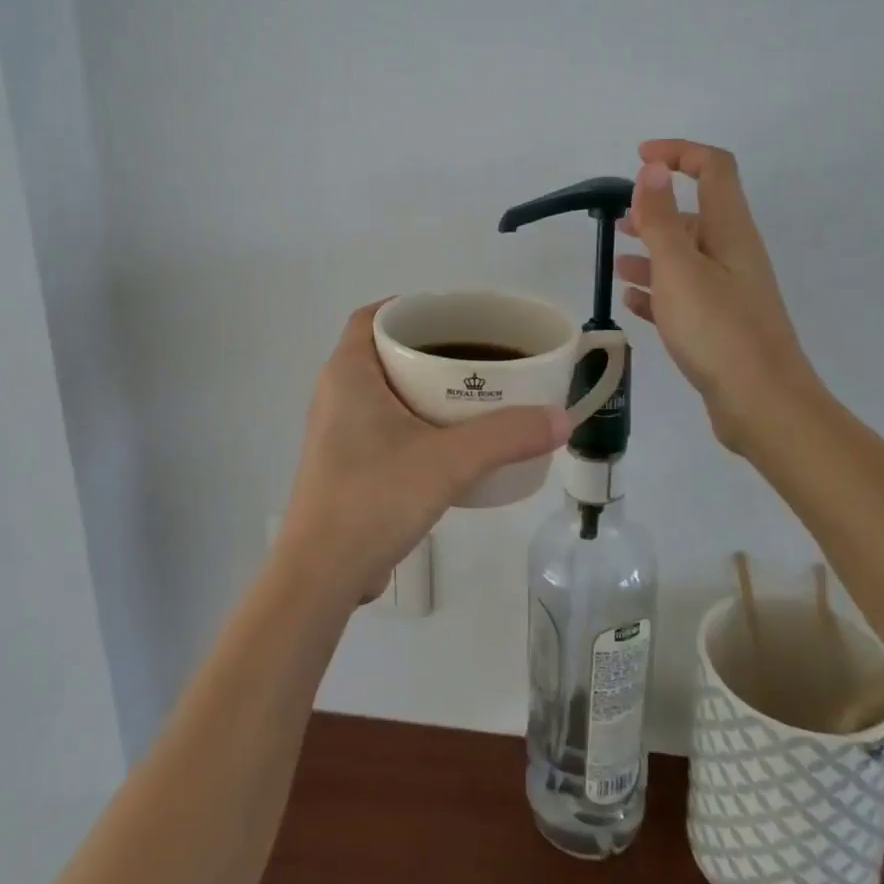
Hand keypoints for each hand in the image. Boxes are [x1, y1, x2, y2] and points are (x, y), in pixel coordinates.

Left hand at [277, 301, 569, 605]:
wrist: (322, 575)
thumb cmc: (374, 498)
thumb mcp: (448, 462)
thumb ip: (507, 436)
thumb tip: (561, 418)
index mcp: (348, 373)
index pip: (373, 316)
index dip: (411, 307)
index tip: (455, 316)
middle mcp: (336, 393)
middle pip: (384, 351)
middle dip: (429, 347)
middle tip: (477, 353)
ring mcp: (338, 431)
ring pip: (385, 390)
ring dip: (423, 386)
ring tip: (473, 392)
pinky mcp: (345, 464)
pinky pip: (384, 423)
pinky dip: (415, 419)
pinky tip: (451, 440)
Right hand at [618, 139, 819, 454]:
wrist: (763, 406)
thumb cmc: (718, 331)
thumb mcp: (680, 269)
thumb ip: (661, 219)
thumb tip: (653, 168)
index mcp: (730, 231)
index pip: (713, 169)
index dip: (679, 152)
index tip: (639, 158)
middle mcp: (733, 254)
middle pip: (697, 214)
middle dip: (656, 209)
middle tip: (619, 220)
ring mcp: (729, 291)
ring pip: (687, 257)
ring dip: (652, 251)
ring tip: (617, 262)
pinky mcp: (721, 325)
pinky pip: (685, 295)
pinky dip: (658, 290)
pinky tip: (633, 300)